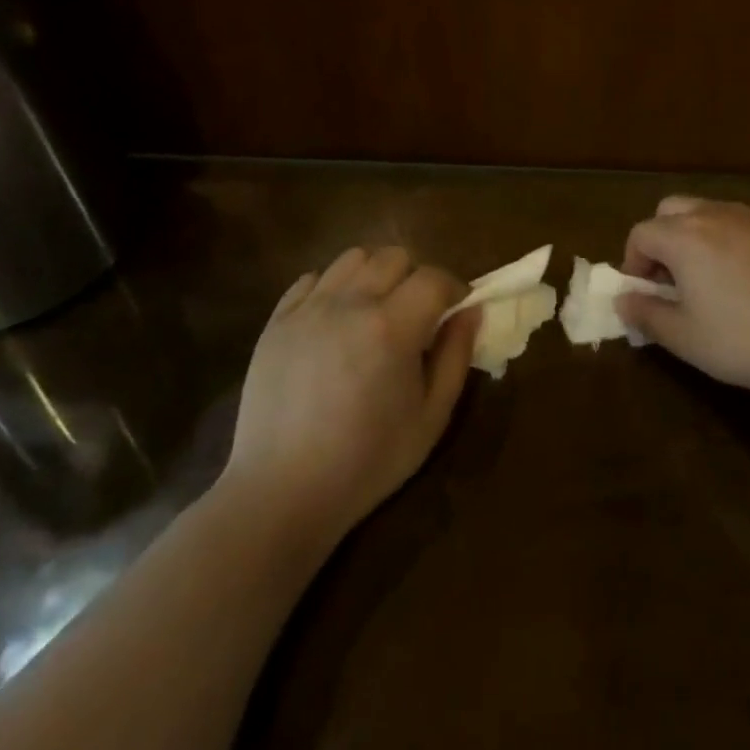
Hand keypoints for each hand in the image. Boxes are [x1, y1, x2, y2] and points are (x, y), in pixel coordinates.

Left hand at [221, 247, 476, 539]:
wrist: (282, 493)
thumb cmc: (368, 461)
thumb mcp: (432, 417)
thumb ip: (456, 356)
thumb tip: (472, 312)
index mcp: (392, 327)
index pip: (434, 278)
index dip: (454, 289)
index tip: (456, 311)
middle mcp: (349, 304)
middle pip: (394, 257)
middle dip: (416, 277)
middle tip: (417, 314)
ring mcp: (308, 309)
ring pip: (352, 258)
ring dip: (374, 275)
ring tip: (376, 310)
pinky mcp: (276, 322)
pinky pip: (311, 279)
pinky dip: (332, 288)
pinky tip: (336, 321)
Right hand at [617, 197, 749, 400]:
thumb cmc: (743, 340)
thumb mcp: (684, 338)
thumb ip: (646, 314)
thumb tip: (623, 299)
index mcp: (684, 237)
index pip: (641, 233)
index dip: (634, 261)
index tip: (644, 292)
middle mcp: (717, 215)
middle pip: (673, 210)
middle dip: (663, 238)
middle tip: (674, 279)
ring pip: (713, 213)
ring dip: (700, 237)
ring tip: (713, 279)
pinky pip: (749, 226)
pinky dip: (738, 243)